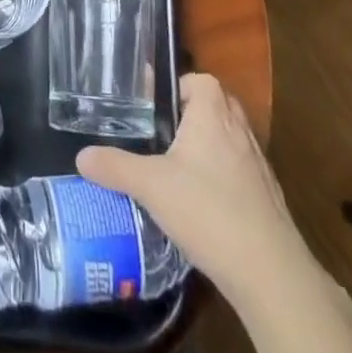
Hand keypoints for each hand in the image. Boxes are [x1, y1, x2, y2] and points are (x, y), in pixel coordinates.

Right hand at [76, 73, 306, 300]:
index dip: (177, 88)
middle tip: (162, 139)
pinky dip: (223, 178)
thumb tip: (81, 156)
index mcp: (213, 113)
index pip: (199, 80)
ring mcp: (258, 163)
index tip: (154, 111)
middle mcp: (239, 129)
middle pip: (215, 107)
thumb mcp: (151, 186)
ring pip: (229, 140)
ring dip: (208, 149)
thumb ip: (115, 167)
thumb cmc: (208, 210)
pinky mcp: (268, 196)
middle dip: (190, 118)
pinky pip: (241, 171)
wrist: (270, 272)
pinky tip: (204, 206)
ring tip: (178, 171)